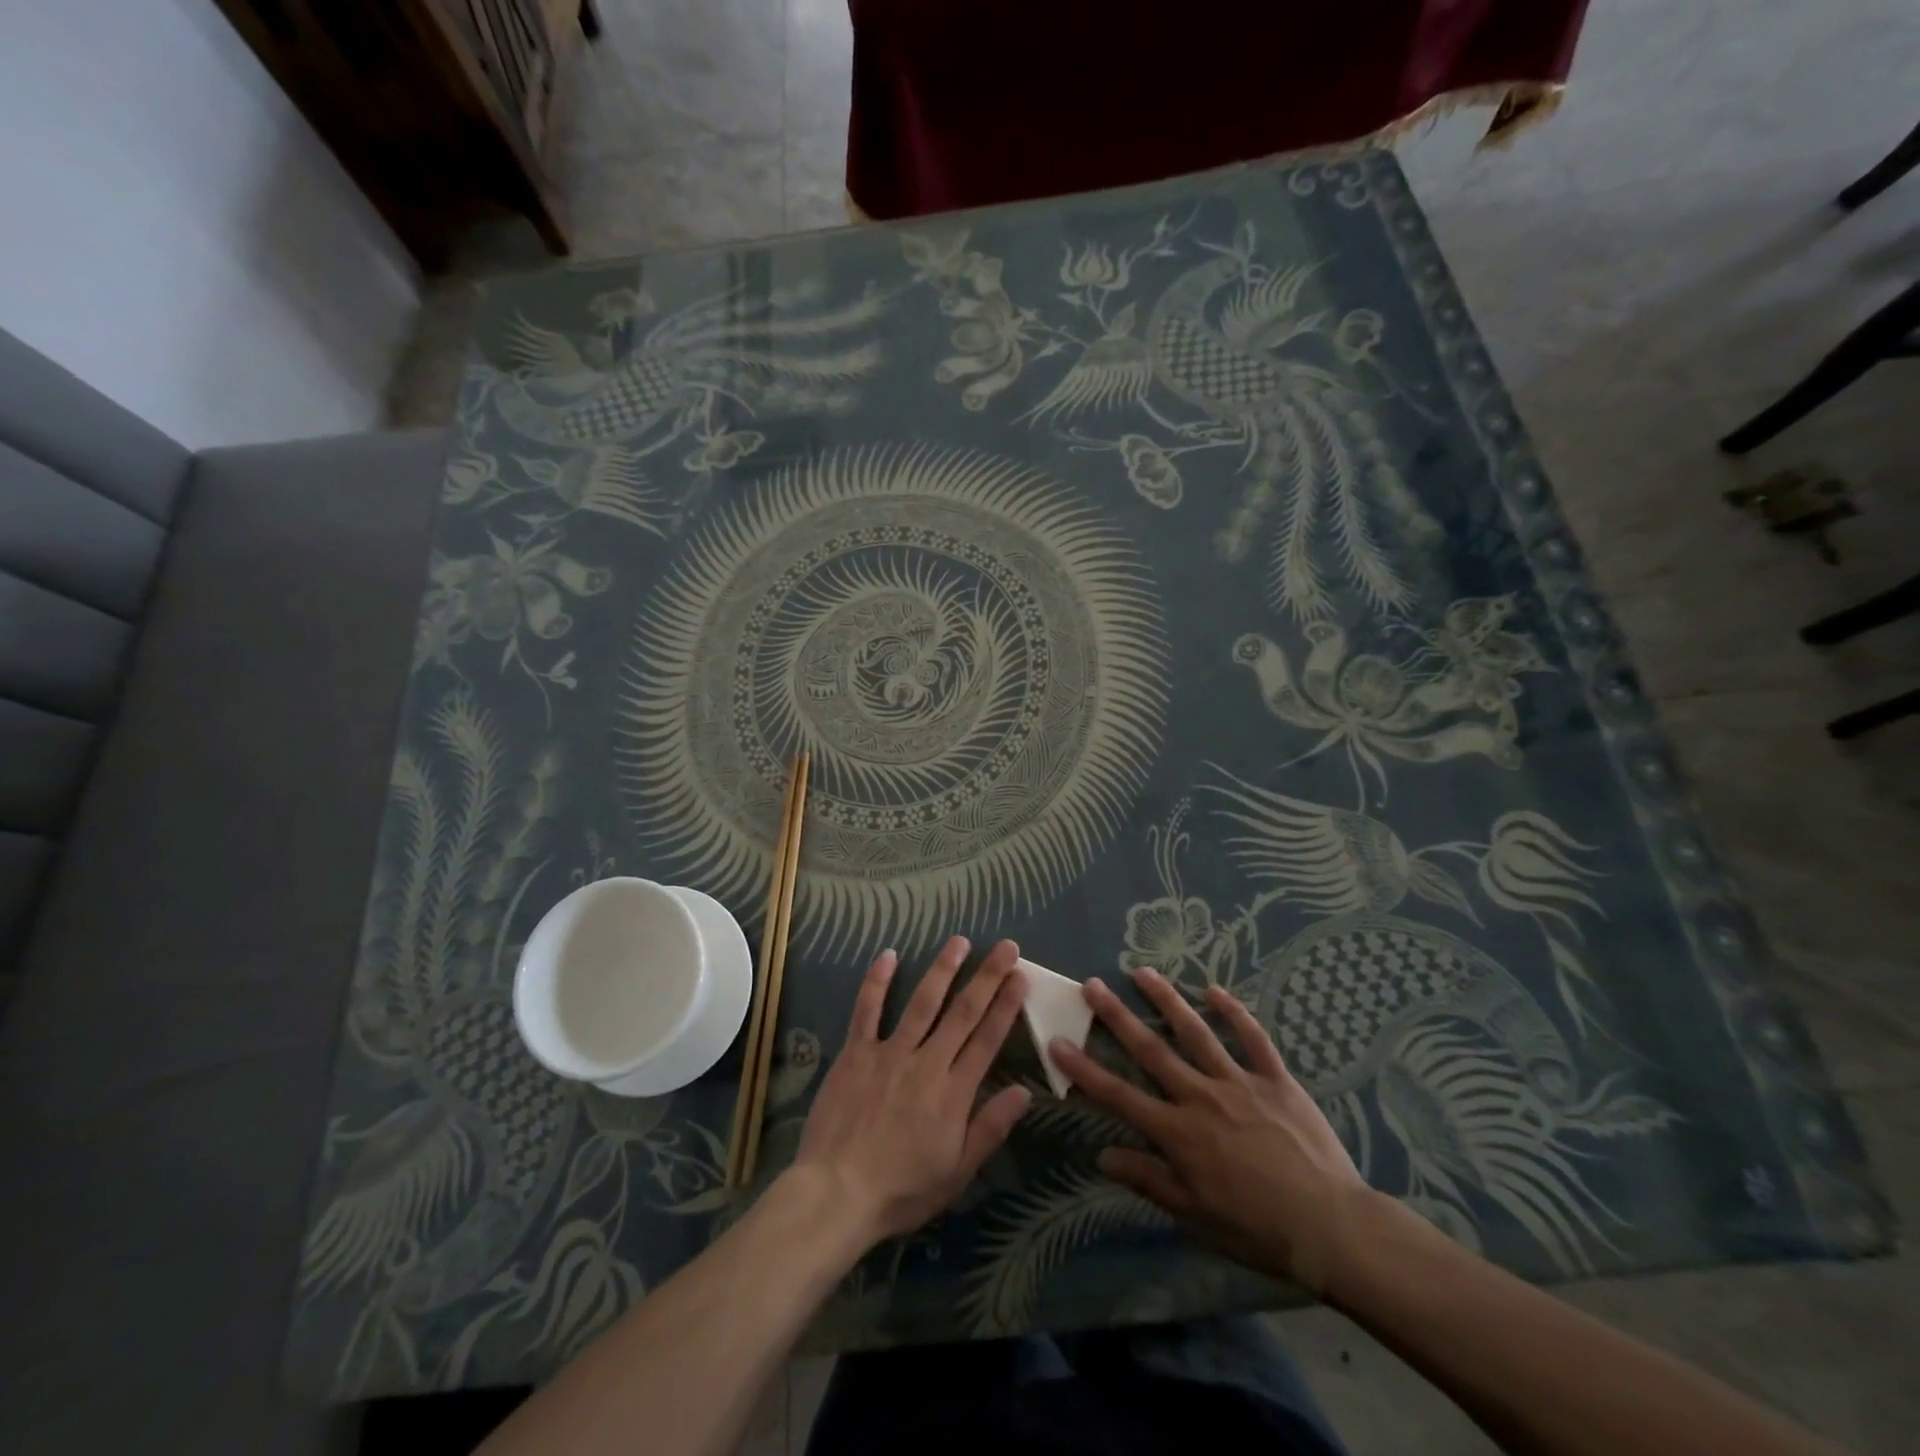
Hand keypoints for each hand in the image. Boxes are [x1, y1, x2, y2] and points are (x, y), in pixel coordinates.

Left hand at [791, 937, 1031, 1246]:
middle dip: (987, 977)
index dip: (1006, 1006)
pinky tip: (888, 955)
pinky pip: (867, 1011)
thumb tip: (1024, 1092)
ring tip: (959, 941)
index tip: (1020, 977)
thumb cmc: (901, 1190)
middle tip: (1006, 946)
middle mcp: (926, 1063)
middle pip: (963, 1013)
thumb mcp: (957, 1172)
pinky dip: (876, 982)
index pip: (987, 1039)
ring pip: (922, 1002)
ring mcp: (889, 1053)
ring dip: (942, 969)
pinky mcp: (856, 1053)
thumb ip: (990, 1128)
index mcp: (953, 1092)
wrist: (836, 1193)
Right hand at [1050, 967, 1373, 1293]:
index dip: (1085, 1067)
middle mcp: (1201, 1096)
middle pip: (1151, 1050)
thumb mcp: (1195, 1215)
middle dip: (1117, 1017)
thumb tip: (1102, 1153)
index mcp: (1178, 1132)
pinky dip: (1234, 1013)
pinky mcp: (1275, 1079)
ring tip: (1143, 972)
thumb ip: (1148, 1179)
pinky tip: (1215, 990)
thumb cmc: (1257, 1228)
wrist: (1331, 1227)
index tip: (1057, 1040)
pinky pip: (1253, 1039)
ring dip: (1167, 1000)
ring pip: (1196, 1032)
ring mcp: (1239, 1082)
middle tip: (1092, 985)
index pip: (1119, 1095)